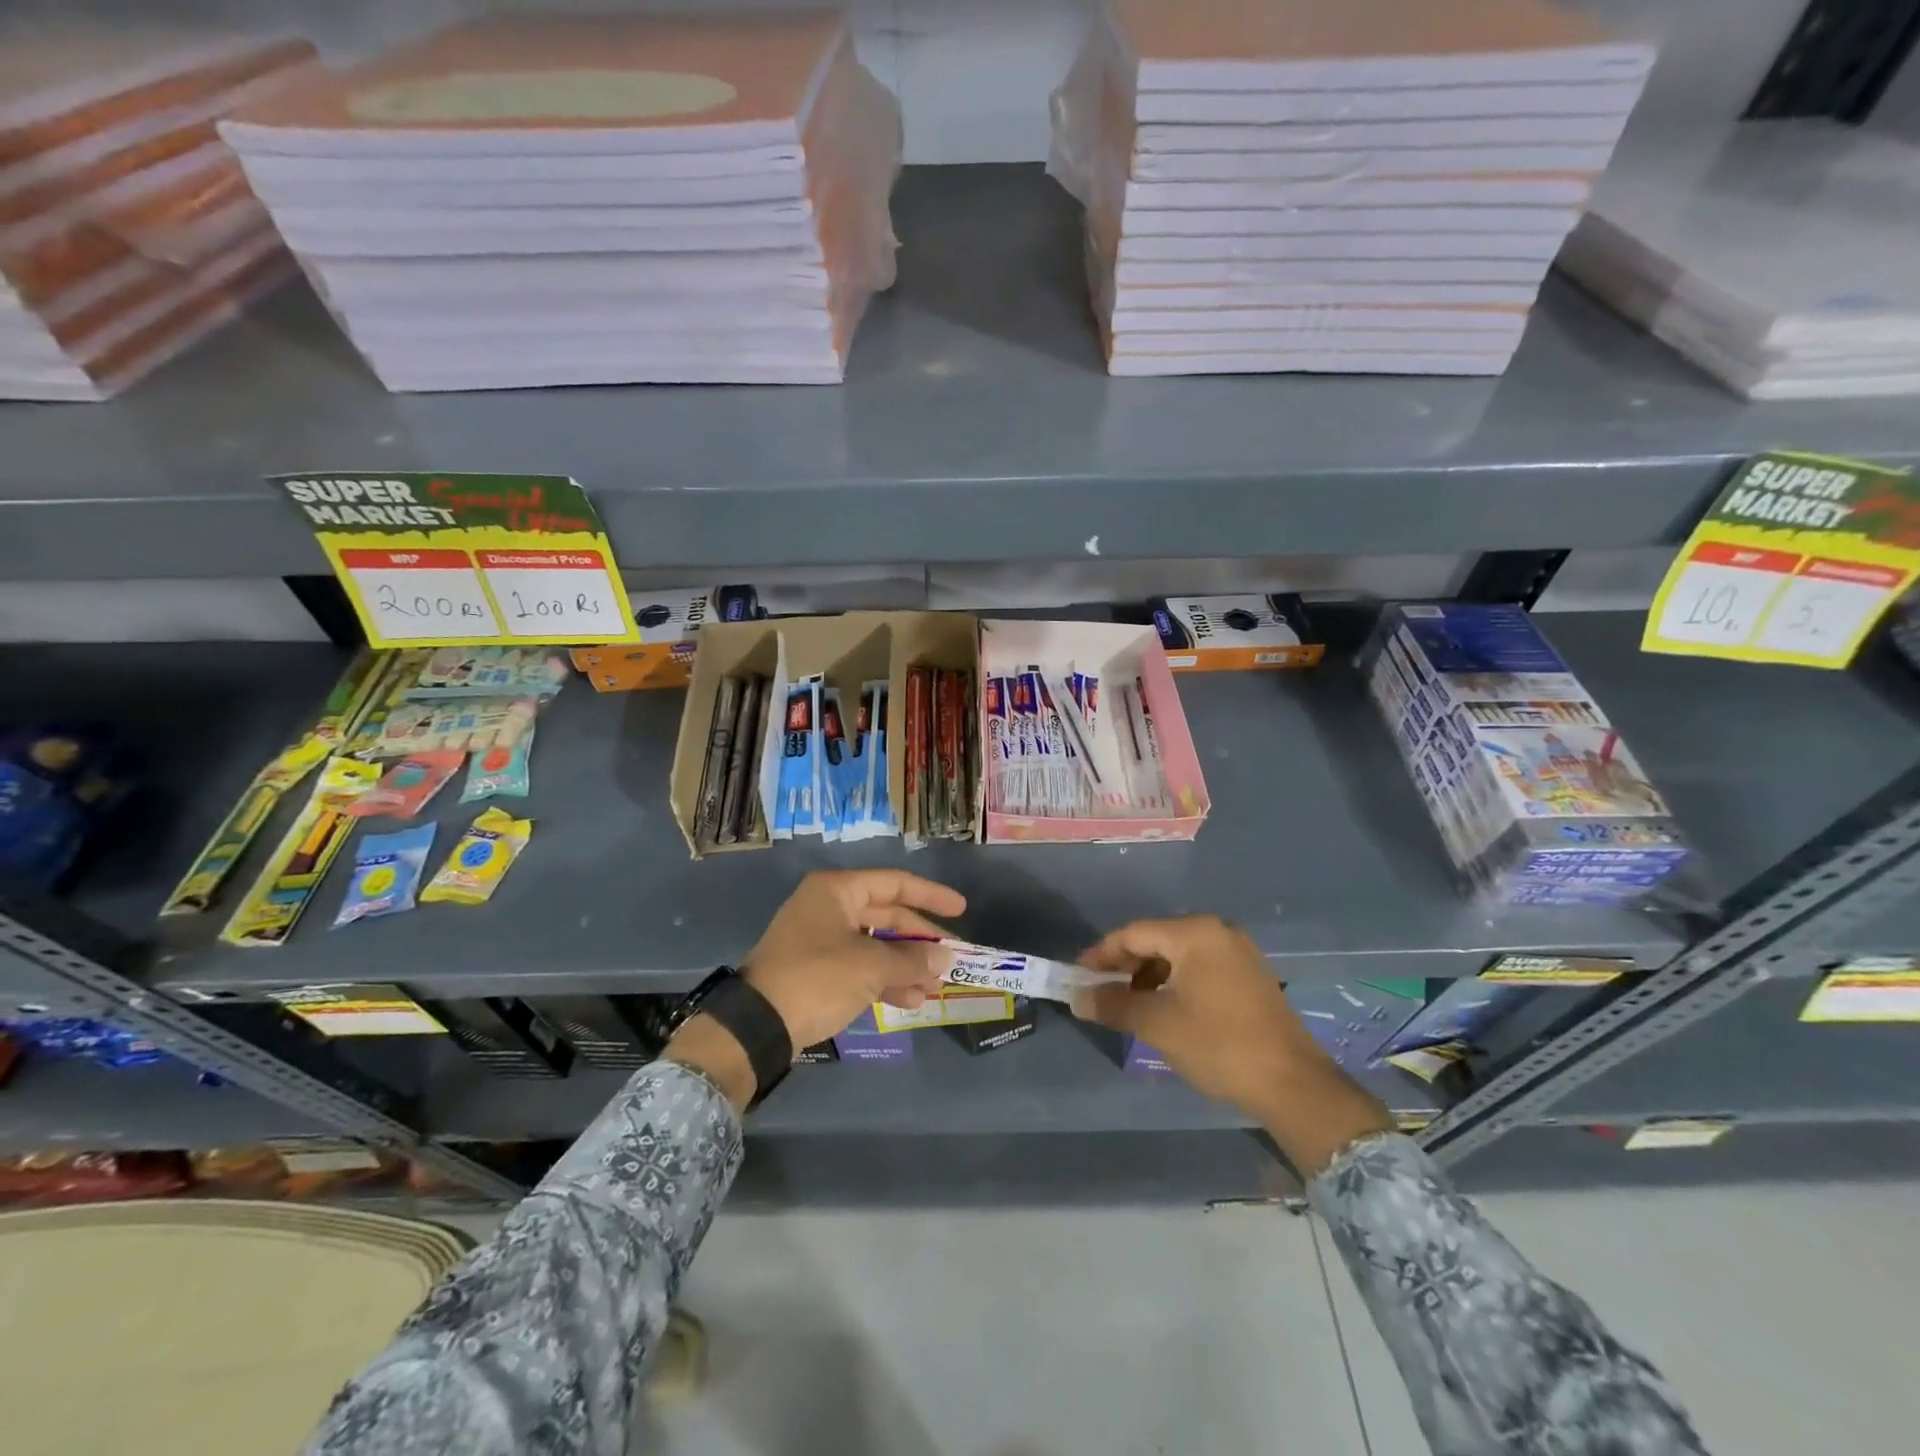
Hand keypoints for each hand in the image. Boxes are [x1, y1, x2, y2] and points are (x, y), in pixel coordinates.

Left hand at [743, 869, 965, 1052]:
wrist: (757, 1025)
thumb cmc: (817, 978)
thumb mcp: (870, 966)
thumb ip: (911, 959)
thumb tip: (945, 958)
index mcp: (837, 891)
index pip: (894, 883)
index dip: (931, 895)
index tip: (961, 909)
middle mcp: (828, 907)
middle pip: (887, 915)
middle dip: (919, 941)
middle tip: (950, 958)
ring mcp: (820, 939)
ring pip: (875, 945)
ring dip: (906, 965)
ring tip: (935, 988)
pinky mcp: (816, 970)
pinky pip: (860, 966)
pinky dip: (885, 980)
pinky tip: (911, 1000)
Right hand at [1073, 915, 1392, 1175]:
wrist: (1293, 1084)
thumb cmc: (1219, 1045)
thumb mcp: (1158, 1024)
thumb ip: (1113, 1004)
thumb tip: (1077, 998)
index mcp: (1195, 933)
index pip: (1133, 933)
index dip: (1100, 955)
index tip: (1077, 978)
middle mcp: (1218, 931)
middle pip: (1155, 940)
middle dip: (1124, 966)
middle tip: (1099, 993)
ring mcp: (1237, 952)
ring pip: (1177, 955)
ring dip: (1147, 977)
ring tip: (1127, 1005)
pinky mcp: (1249, 974)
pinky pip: (1198, 968)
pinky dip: (1173, 983)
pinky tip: (1162, 1008)